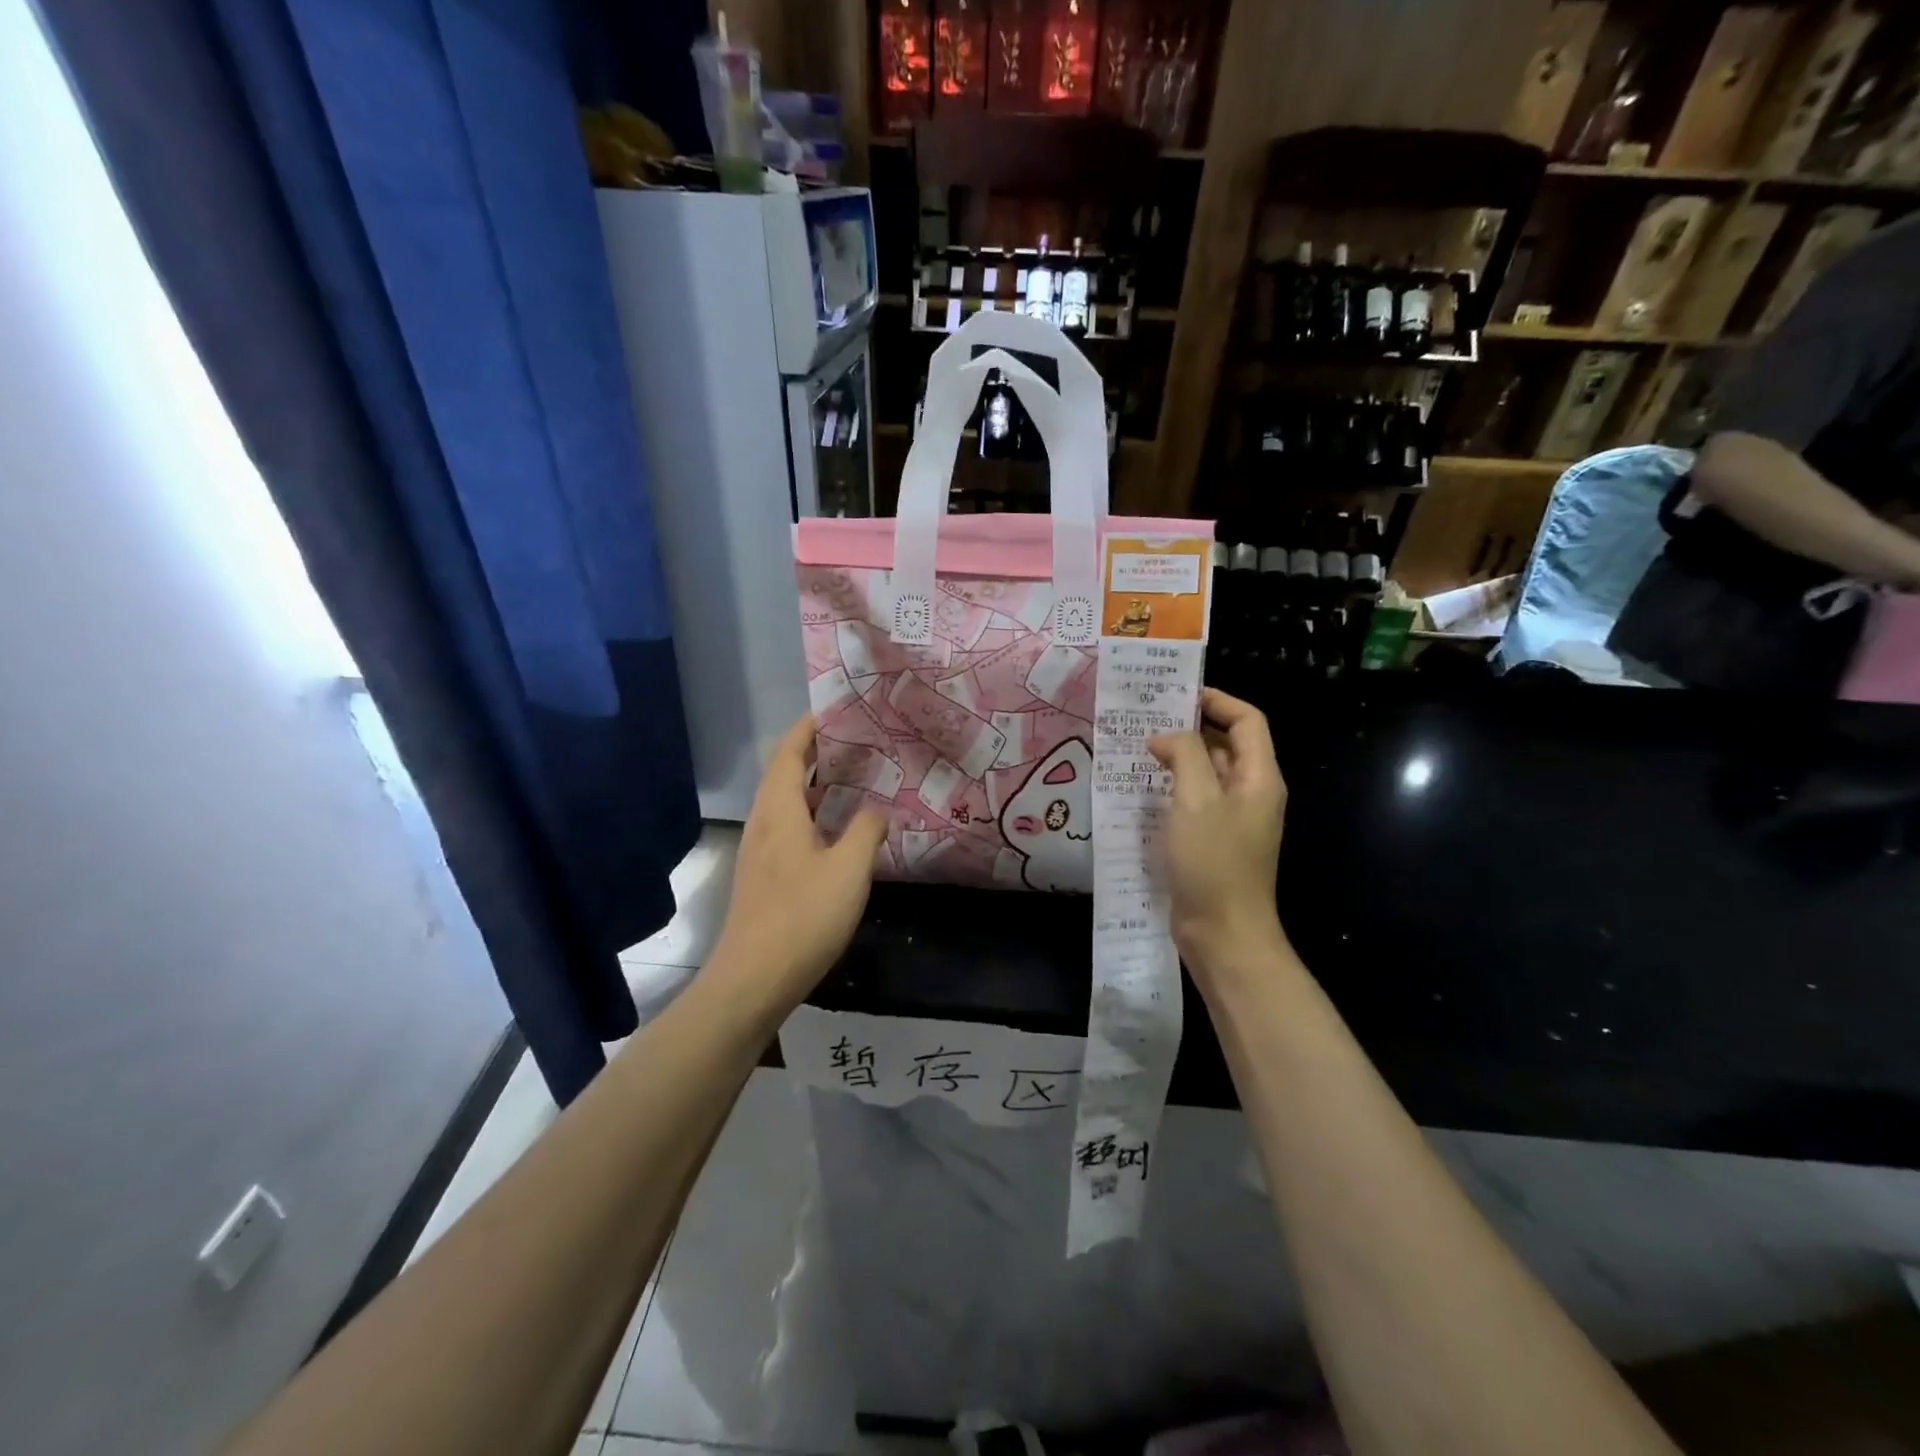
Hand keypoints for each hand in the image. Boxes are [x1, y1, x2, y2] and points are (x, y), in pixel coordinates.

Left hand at [710, 716, 887, 1011]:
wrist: (754, 979)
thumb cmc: (803, 916)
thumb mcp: (849, 869)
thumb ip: (866, 831)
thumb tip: (876, 810)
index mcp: (779, 811)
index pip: (789, 752)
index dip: (809, 728)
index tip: (836, 711)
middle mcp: (764, 823)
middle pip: (785, 774)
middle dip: (817, 754)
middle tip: (858, 743)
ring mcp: (761, 852)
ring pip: (788, 804)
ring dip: (817, 786)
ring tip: (856, 780)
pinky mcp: (765, 877)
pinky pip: (790, 828)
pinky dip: (814, 815)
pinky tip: (841, 832)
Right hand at [1148, 689, 1287, 979]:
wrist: (1222, 933)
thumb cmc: (1213, 861)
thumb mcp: (1197, 799)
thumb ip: (1185, 754)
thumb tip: (1166, 738)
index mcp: (1259, 777)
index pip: (1248, 721)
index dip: (1217, 701)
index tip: (1177, 695)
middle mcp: (1251, 793)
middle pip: (1226, 744)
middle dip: (1191, 727)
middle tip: (1146, 719)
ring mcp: (1232, 820)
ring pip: (1206, 774)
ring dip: (1177, 759)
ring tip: (1136, 750)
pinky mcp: (1212, 841)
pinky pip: (1194, 802)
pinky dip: (1171, 789)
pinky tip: (1140, 790)